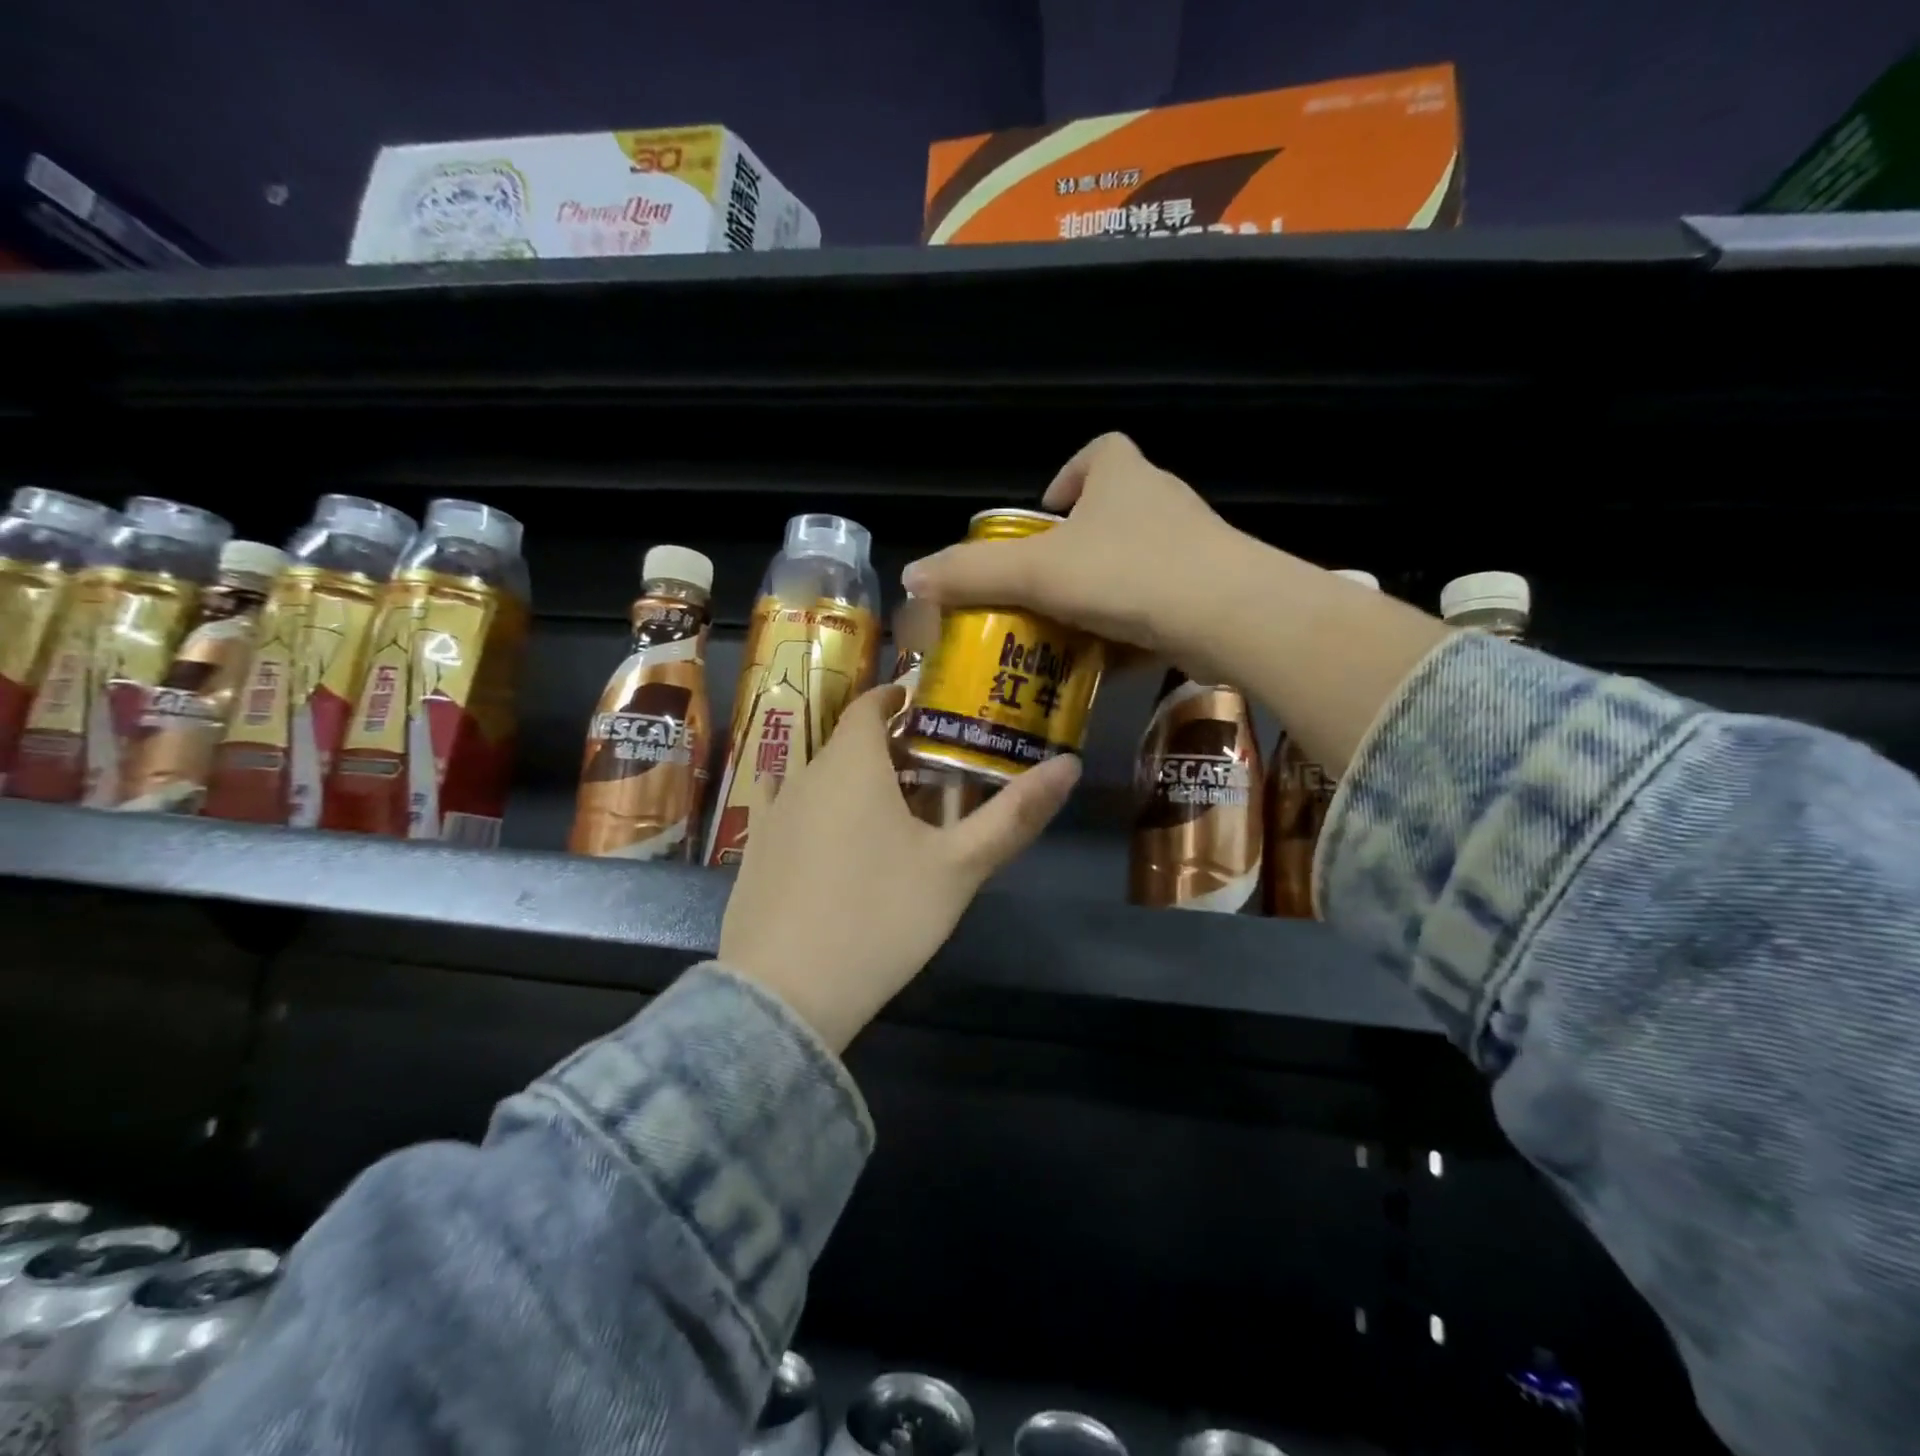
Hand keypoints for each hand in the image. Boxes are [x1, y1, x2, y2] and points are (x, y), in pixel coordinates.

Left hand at [717, 684, 1080, 1053]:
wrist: (785, 995)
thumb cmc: (881, 918)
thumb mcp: (958, 868)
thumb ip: (1014, 815)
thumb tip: (1070, 764)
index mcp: (852, 764)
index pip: (869, 706)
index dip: (896, 699)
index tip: (923, 705)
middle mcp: (804, 776)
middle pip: (847, 744)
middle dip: (886, 747)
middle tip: (928, 770)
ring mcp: (772, 815)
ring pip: (818, 779)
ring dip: (851, 781)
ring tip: (886, 808)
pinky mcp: (752, 854)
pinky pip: (787, 812)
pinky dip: (814, 811)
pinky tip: (827, 837)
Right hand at [899, 433, 1246, 678]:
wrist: (1229, 617)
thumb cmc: (1127, 574)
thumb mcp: (1038, 574)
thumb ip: (974, 574)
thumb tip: (911, 575)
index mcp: (1123, 479)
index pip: (1100, 453)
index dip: (1069, 476)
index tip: (1045, 513)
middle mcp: (1160, 505)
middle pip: (1113, 515)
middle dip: (1076, 550)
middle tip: (1040, 587)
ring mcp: (1190, 551)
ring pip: (1134, 567)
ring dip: (1100, 596)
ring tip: (1063, 632)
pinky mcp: (1207, 595)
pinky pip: (1156, 608)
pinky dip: (1128, 632)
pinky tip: (1103, 666)